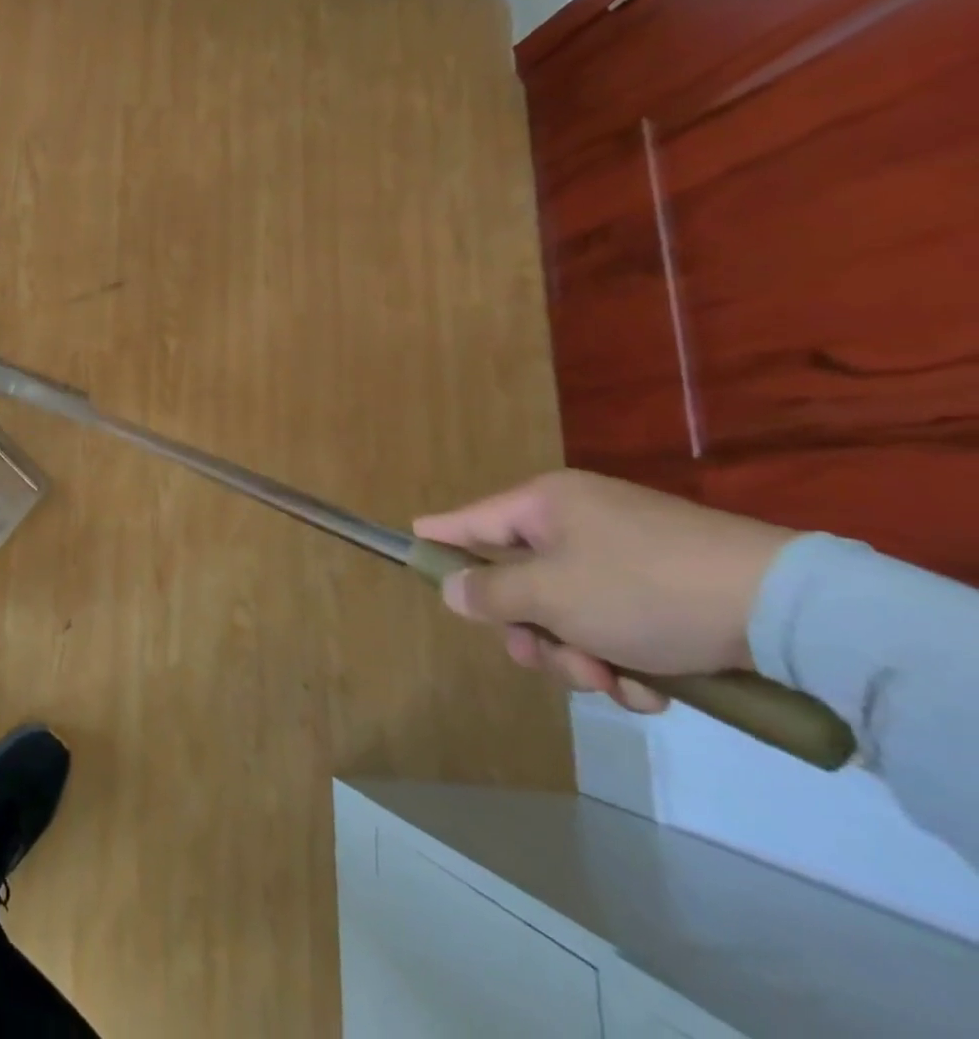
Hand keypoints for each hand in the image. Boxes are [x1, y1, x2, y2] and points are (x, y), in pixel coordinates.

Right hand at [415, 470, 793, 714]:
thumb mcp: (552, 596)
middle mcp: (580, 522)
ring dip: (583, 655)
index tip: (409, 546)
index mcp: (545, 506)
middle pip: (523, 580)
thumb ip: (491, 594)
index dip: (439, 538)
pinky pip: (622, 623)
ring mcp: (629, 553)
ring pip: (573, 611)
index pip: (470, 520)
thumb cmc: (641, 589)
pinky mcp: (673, 586)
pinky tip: (655, 689)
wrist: (787, 609)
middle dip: (534, 632)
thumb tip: (453, 590)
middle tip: (548, 664)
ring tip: (618, 686)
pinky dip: (628, 658)